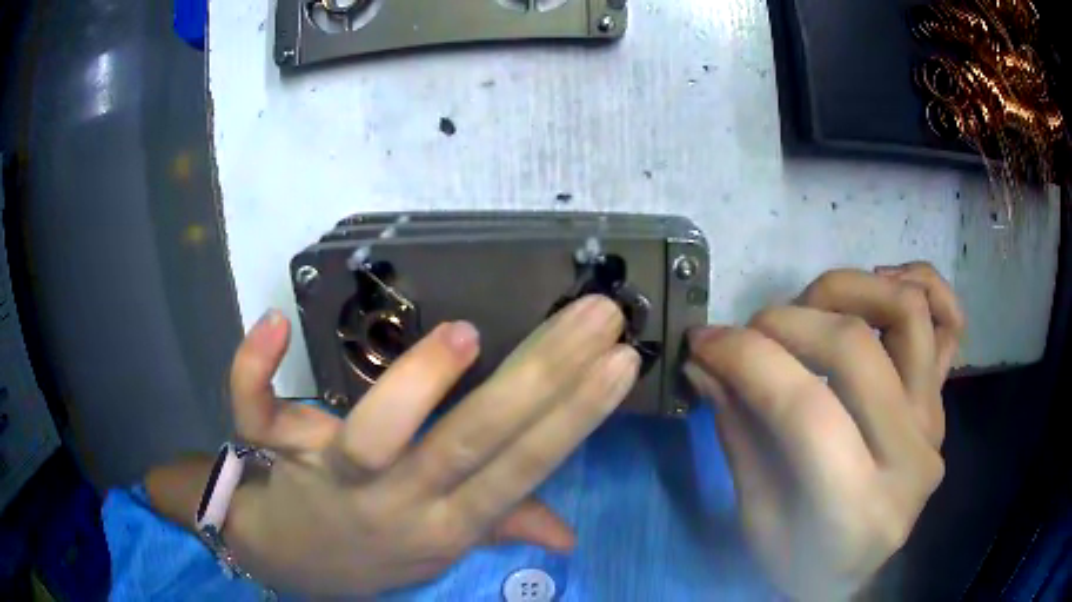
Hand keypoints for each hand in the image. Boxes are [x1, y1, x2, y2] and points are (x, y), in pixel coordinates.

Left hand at [222, 296, 638, 595]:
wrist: (287, 560)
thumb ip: (504, 527)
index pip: (521, 470)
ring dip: (417, 385)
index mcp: (445, 525)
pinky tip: (276, 321)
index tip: (619, 361)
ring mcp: (331, 481)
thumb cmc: (370, 550)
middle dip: (540, 378)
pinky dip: (256, 368)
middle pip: (469, 444)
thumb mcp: (442, 549)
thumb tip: (571, 536)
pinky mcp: (276, 453)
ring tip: (466, 334)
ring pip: (371, 437)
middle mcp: (396, 505)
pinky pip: (256, 411)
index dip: (574, 420)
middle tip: (592, 315)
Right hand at [685, 262, 964, 599]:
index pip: (805, 409)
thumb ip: (738, 432)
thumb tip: (705, 361)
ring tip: (810, 307)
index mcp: (855, 509)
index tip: (703, 341)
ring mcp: (934, 424)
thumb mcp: (755, 516)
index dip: (747, 360)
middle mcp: (910, 458)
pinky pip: (949, 321)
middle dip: (785, 323)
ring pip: (907, 313)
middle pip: (855, 350)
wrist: (855, 573)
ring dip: (847, 290)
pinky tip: (880, 288)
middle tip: (748, 333)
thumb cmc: (799, 561)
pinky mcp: (941, 404)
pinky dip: (917, 285)